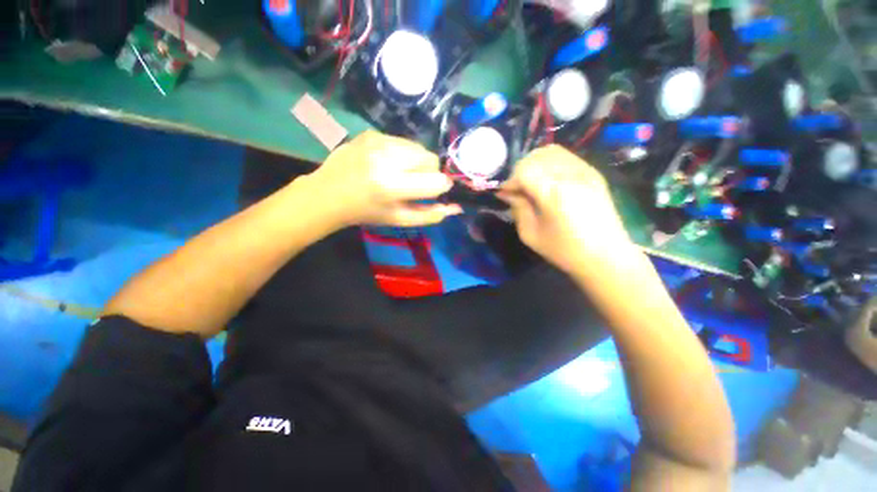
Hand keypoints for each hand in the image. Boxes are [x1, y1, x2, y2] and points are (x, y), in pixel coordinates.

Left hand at [309, 131, 462, 226]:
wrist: (328, 194)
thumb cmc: (366, 212)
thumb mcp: (398, 219)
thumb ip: (430, 214)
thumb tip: (456, 207)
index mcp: (392, 186)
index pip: (436, 181)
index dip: (440, 186)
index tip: (433, 191)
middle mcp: (386, 159)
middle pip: (431, 159)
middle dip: (429, 172)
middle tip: (414, 183)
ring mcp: (378, 141)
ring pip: (419, 147)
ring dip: (416, 162)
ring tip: (400, 173)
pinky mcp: (372, 133)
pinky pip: (402, 141)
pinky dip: (402, 153)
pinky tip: (387, 163)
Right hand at [497, 145, 632, 275]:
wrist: (606, 256)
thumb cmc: (565, 250)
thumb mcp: (531, 235)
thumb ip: (518, 209)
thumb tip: (507, 193)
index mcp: (553, 193)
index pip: (523, 171)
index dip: (510, 181)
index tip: (505, 194)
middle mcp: (570, 175)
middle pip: (536, 157)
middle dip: (520, 171)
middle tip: (517, 189)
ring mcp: (585, 171)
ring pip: (551, 151)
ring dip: (535, 164)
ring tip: (531, 182)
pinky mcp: (593, 173)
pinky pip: (566, 156)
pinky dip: (550, 163)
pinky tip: (548, 180)